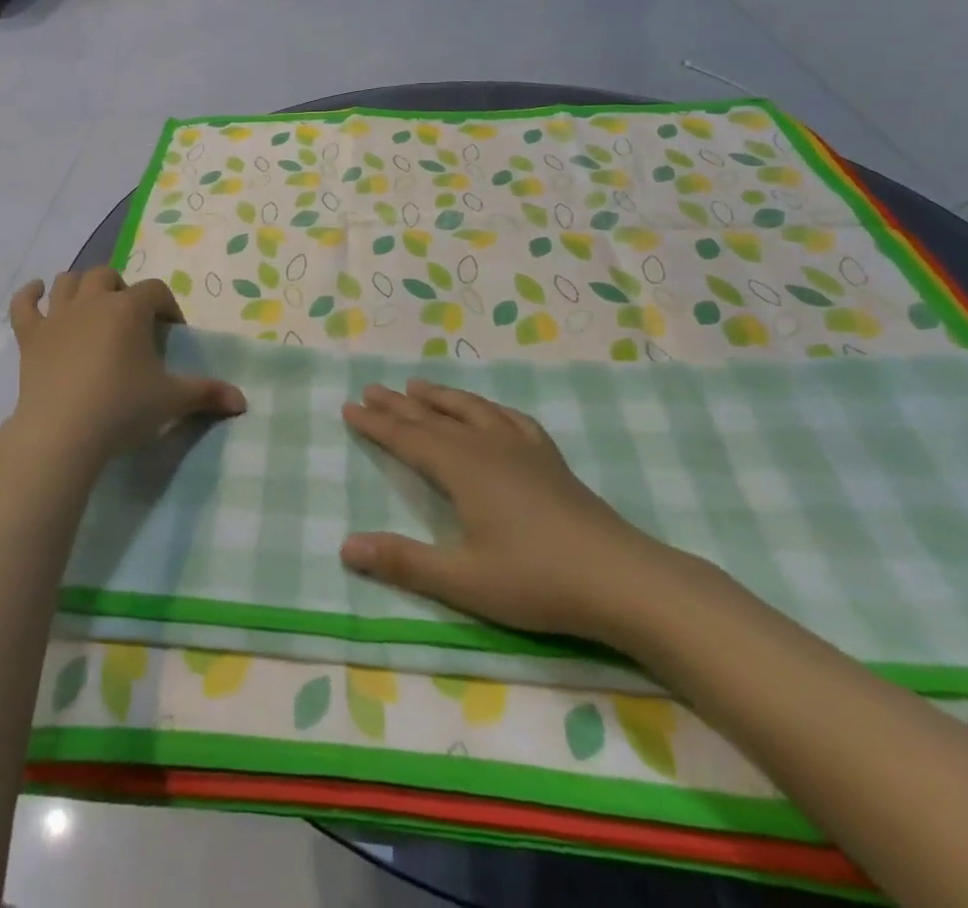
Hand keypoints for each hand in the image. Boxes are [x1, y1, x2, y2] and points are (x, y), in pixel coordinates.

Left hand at [3, 269, 246, 472]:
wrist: (62, 433)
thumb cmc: (122, 409)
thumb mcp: (171, 400)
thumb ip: (207, 393)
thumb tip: (242, 401)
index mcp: (129, 309)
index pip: (155, 291)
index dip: (167, 306)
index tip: (171, 332)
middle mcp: (92, 301)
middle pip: (108, 275)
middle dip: (122, 290)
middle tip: (131, 320)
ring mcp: (57, 316)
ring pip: (68, 281)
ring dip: (81, 286)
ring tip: (93, 305)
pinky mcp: (30, 336)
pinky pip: (24, 304)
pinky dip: (30, 294)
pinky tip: (37, 291)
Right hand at [341, 381, 679, 644]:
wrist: (622, 578)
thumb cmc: (536, 581)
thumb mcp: (463, 580)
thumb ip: (403, 562)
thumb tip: (345, 547)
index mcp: (461, 468)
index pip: (406, 438)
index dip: (376, 423)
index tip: (349, 407)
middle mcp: (486, 446)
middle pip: (433, 418)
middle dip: (398, 404)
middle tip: (371, 388)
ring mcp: (521, 448)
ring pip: (470, 410)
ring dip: (440, 397)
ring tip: (418, 385)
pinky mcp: (549, 459)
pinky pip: (511, 419)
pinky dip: (490, 409)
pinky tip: (490, 412)